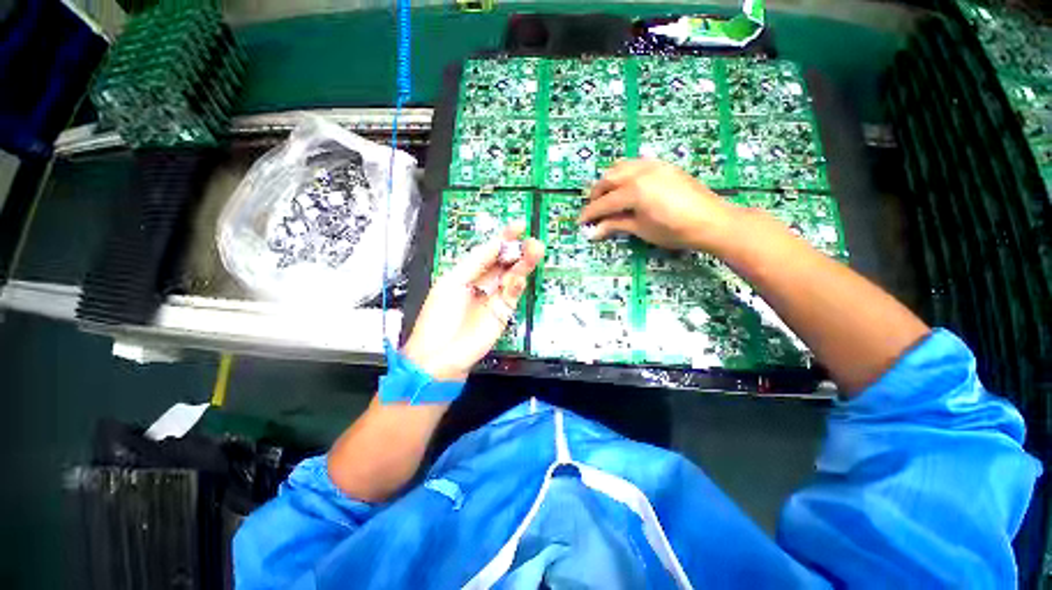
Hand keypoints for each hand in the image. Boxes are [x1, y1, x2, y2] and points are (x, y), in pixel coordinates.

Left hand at [402, 223, 543, 380]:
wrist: (440, 355)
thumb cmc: (439, 317)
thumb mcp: (452, 283)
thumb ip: (475, 263)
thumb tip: (495, 243)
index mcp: (467, 273)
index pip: (489, 252)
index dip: (503, 238)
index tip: (518, 226)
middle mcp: (483, 283)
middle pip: (505, 263)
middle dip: (518, 251)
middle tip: (532, 241)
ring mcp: (495, 298)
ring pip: (513, 276)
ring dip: (524, 264)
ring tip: (536, 251)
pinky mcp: (504, 313)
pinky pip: (513, 295)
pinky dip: (517, 285)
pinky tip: (519, 277)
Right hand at [579, 159, 738, 250]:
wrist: (711, 221)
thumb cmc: (674, 231)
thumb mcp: (641, 229)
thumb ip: (616, 225)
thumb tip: (593, 232)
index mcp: (633, 190)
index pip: (604, 202)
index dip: (590, 213)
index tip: (580, 222)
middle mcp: (640, 172)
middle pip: (608, 179)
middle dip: (596, 194)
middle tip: (593, 209)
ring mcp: (653, 165)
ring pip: (621, 166)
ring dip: (609, 180)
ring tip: (607, 195)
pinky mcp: (663, 165)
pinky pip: (636, 164)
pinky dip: (625, 173)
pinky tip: (627, 186)